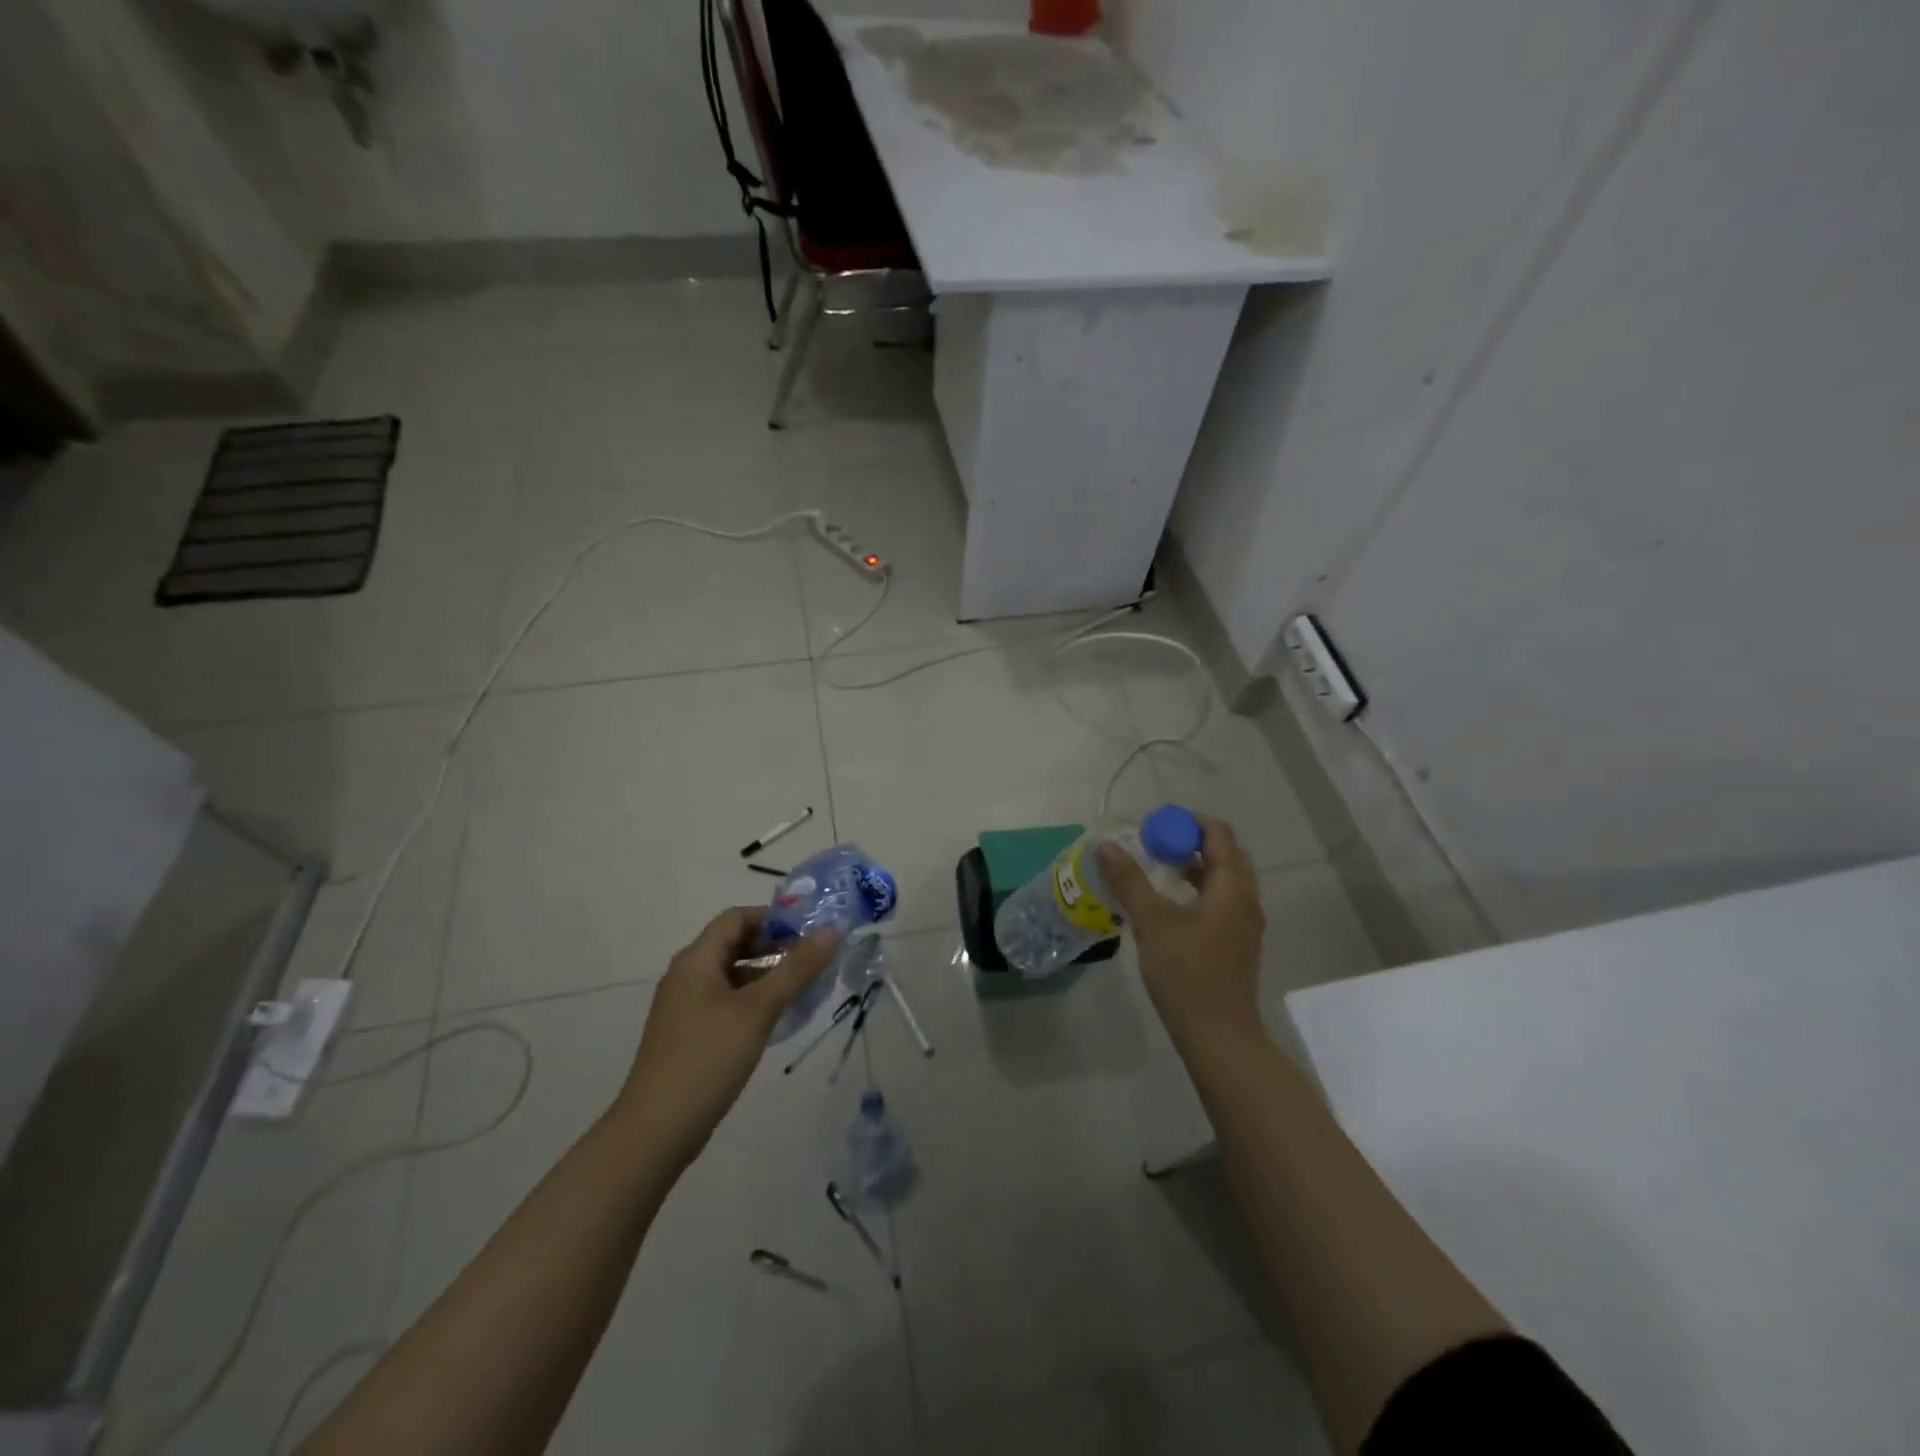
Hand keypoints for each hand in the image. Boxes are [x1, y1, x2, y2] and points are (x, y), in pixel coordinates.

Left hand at [614, 907, 841, 1167]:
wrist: (656, 1131)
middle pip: (734, 944)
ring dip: (767, 975)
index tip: (809, 932)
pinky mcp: (689, 1035)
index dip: (774, 918)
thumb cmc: (708, 1058)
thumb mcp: (759, 1010)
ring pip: (732, 975)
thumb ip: (797, 969)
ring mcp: (685, 1007)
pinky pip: (726, 1002)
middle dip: (775, 946)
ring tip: (804, 989)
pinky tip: (777, 1020)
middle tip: (813, 960)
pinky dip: (753, 1000)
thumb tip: (832, 932)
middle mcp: (687, 976)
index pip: (737, 918)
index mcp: (696, 960)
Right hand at [1096, 815, 1265, 1050]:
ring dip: (1197, 866)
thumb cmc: (1186, 972)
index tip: (1156, 824)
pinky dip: (1201, 889)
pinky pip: (1223, 900)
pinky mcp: (1239, 943)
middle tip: (1157, 843)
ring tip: (1161, 868)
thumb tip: (1105, 845)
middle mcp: (1247, 899)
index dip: (1188, 822)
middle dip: (1192, 841)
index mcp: (1232, 886)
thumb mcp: (1152, 922)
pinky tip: (1172, 904)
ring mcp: (1246, 923)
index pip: (1218, 834)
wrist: (1219, 1035)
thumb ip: (1129, 880)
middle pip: (1226, 854)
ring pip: (1226, 879)